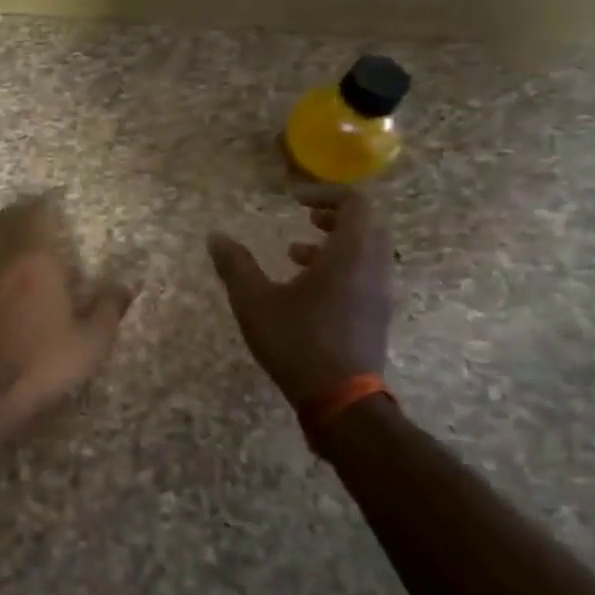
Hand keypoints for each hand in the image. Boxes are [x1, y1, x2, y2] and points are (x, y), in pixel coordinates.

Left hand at [0, 194, 133, 424]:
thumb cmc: (41, 362)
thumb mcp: (90, 342)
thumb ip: (108, 308)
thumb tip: (127, 285)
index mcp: (33, 258)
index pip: (35, 214)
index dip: (45, 205)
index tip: (55, 203)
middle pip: (5, 221)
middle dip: (20, 216)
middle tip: (37, 220)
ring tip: (14, 246)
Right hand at [208, 190, 392, 409]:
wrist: (341, 400)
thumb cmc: (297, 342)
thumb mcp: (254, 301)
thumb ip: (235, 265)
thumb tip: (215, 236)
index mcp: (349, 256)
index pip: (356, 205)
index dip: (326, 194)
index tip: (294, 199)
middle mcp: (372, 269)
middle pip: (367, 226)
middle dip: (335, 216)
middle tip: (304, 218)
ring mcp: (378, 295)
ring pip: (367, 253)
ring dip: (336, 243)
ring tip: (294, 253)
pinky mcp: (375, 316)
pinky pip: (365, 275)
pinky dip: (340, 267)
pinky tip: (305, 288)